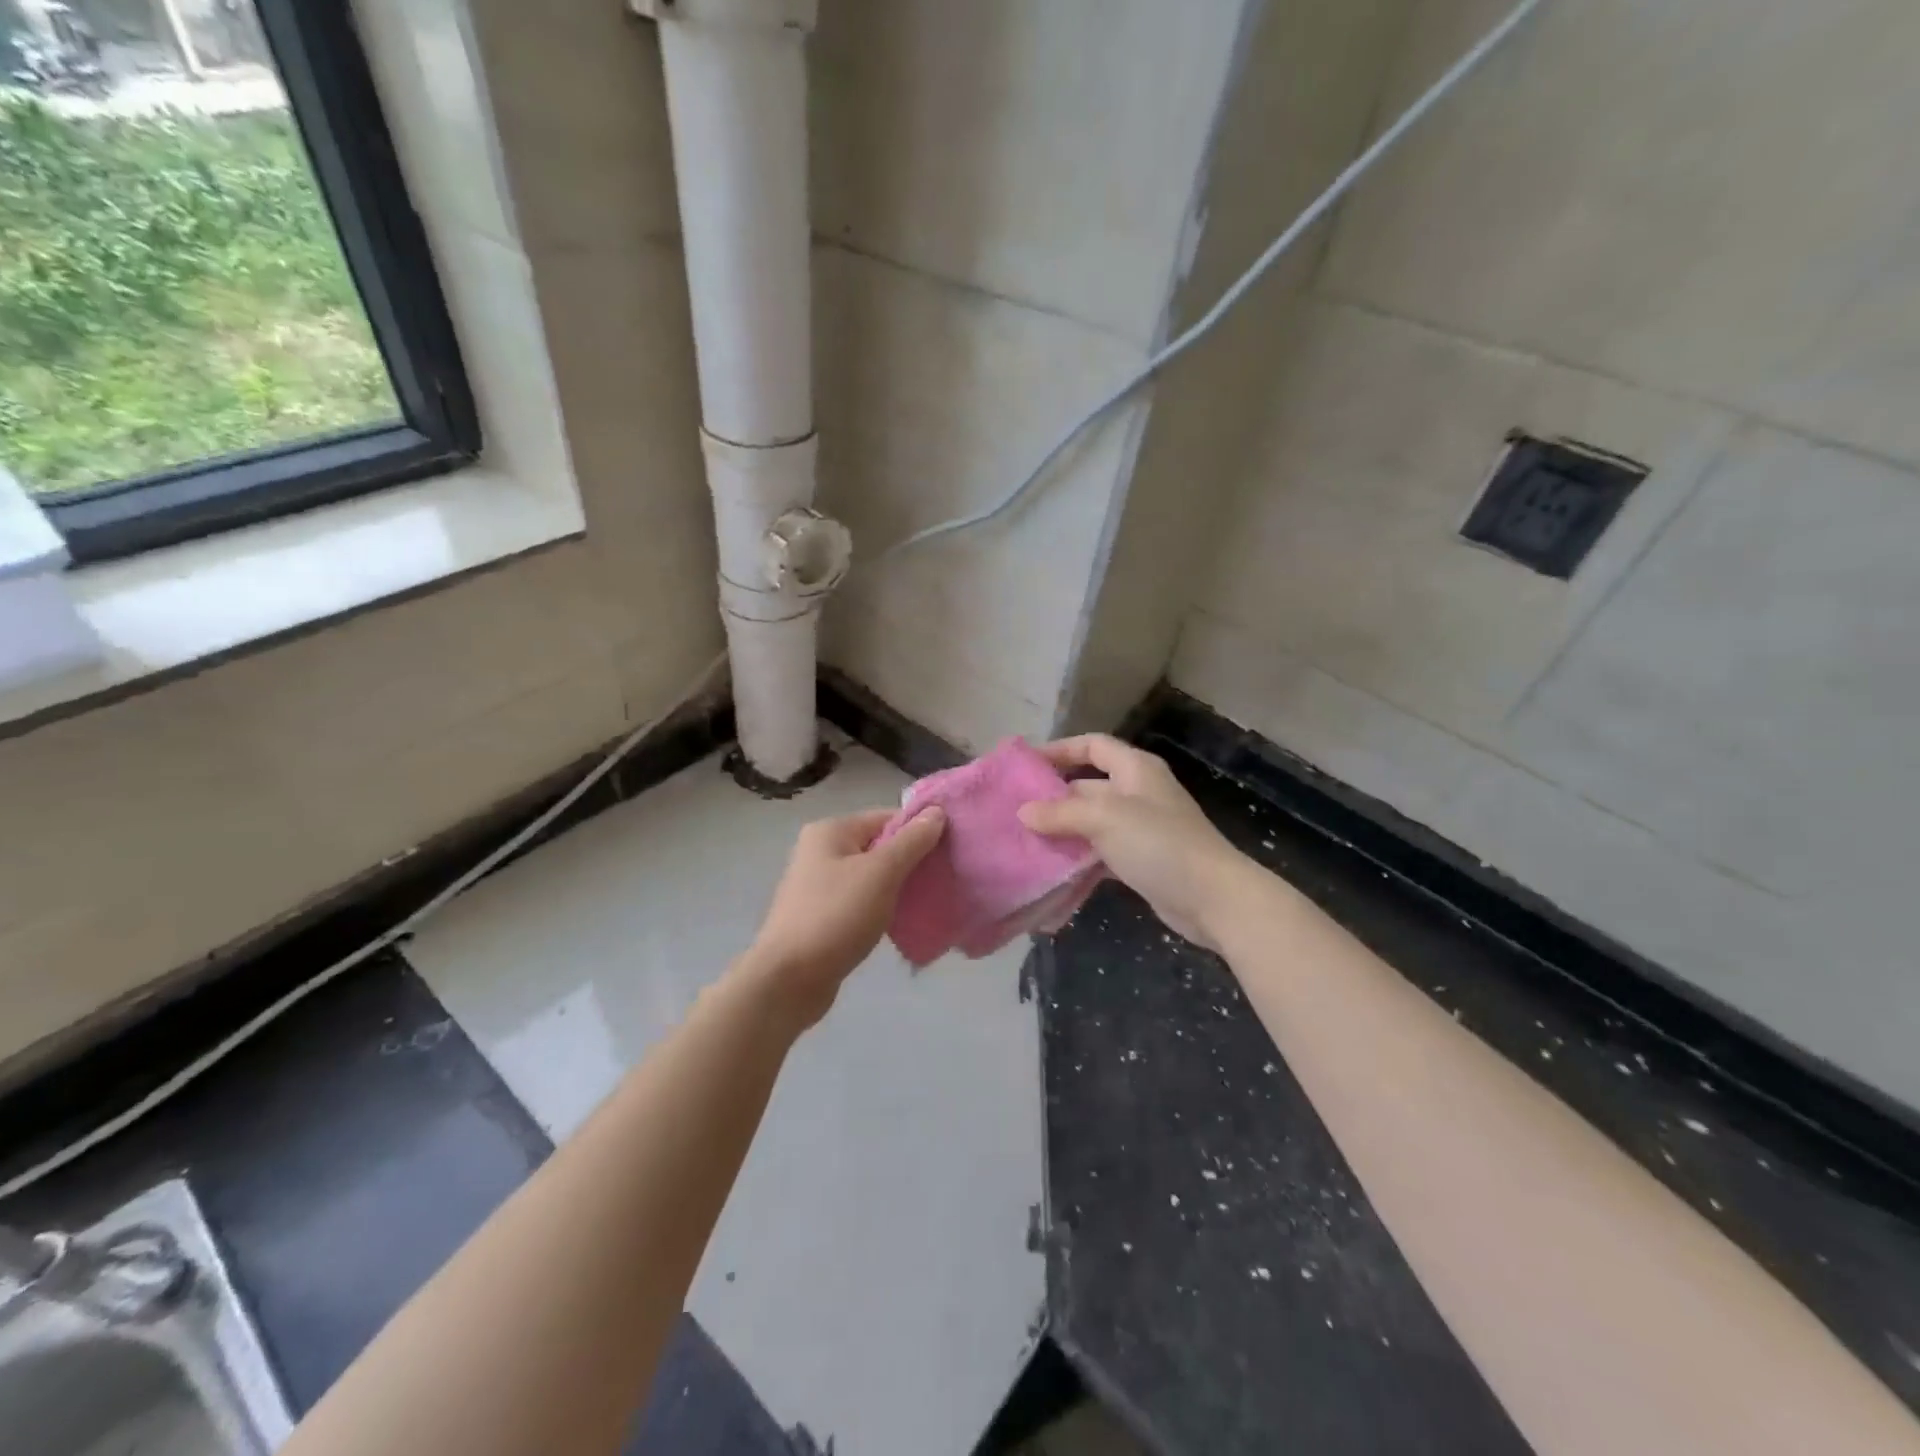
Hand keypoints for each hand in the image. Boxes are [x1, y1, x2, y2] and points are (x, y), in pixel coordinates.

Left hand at [741, 807, 946, 1028]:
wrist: (788, 980)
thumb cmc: (836, 916)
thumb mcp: (881, 873)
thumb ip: (912, 841)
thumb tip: (936, 811)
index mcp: (831, 831)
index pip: (887, 817)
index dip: (920, 831)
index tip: (950, 851)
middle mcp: (821, 851)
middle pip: (879, 846)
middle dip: (912, 861)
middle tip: (943, 878)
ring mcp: (818, 885)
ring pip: (872, 876)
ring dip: (899, 888)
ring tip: (928, 902)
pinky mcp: (822, 916)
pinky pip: (861, 902)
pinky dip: (882, 908)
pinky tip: (902, 923)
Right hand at [1020, 736, 1247, 950]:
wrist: (1212, 898)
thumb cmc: (1159, 844)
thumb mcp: (1105, 818)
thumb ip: (1061, 812)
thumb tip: (1023, 812)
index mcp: (1135, 769)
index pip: (1092, 745)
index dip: (1060, 749)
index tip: (1026, 765)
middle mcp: (1137, 793)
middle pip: (1088, 785)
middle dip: (1053, 796)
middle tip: (1014, 810)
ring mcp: (1140, 828)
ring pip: (1091, 822)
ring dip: (1062, 830)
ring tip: (1024, 840)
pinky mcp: (1140, 860)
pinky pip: (1100, 852)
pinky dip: (1078, 858)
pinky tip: (1052, 869)